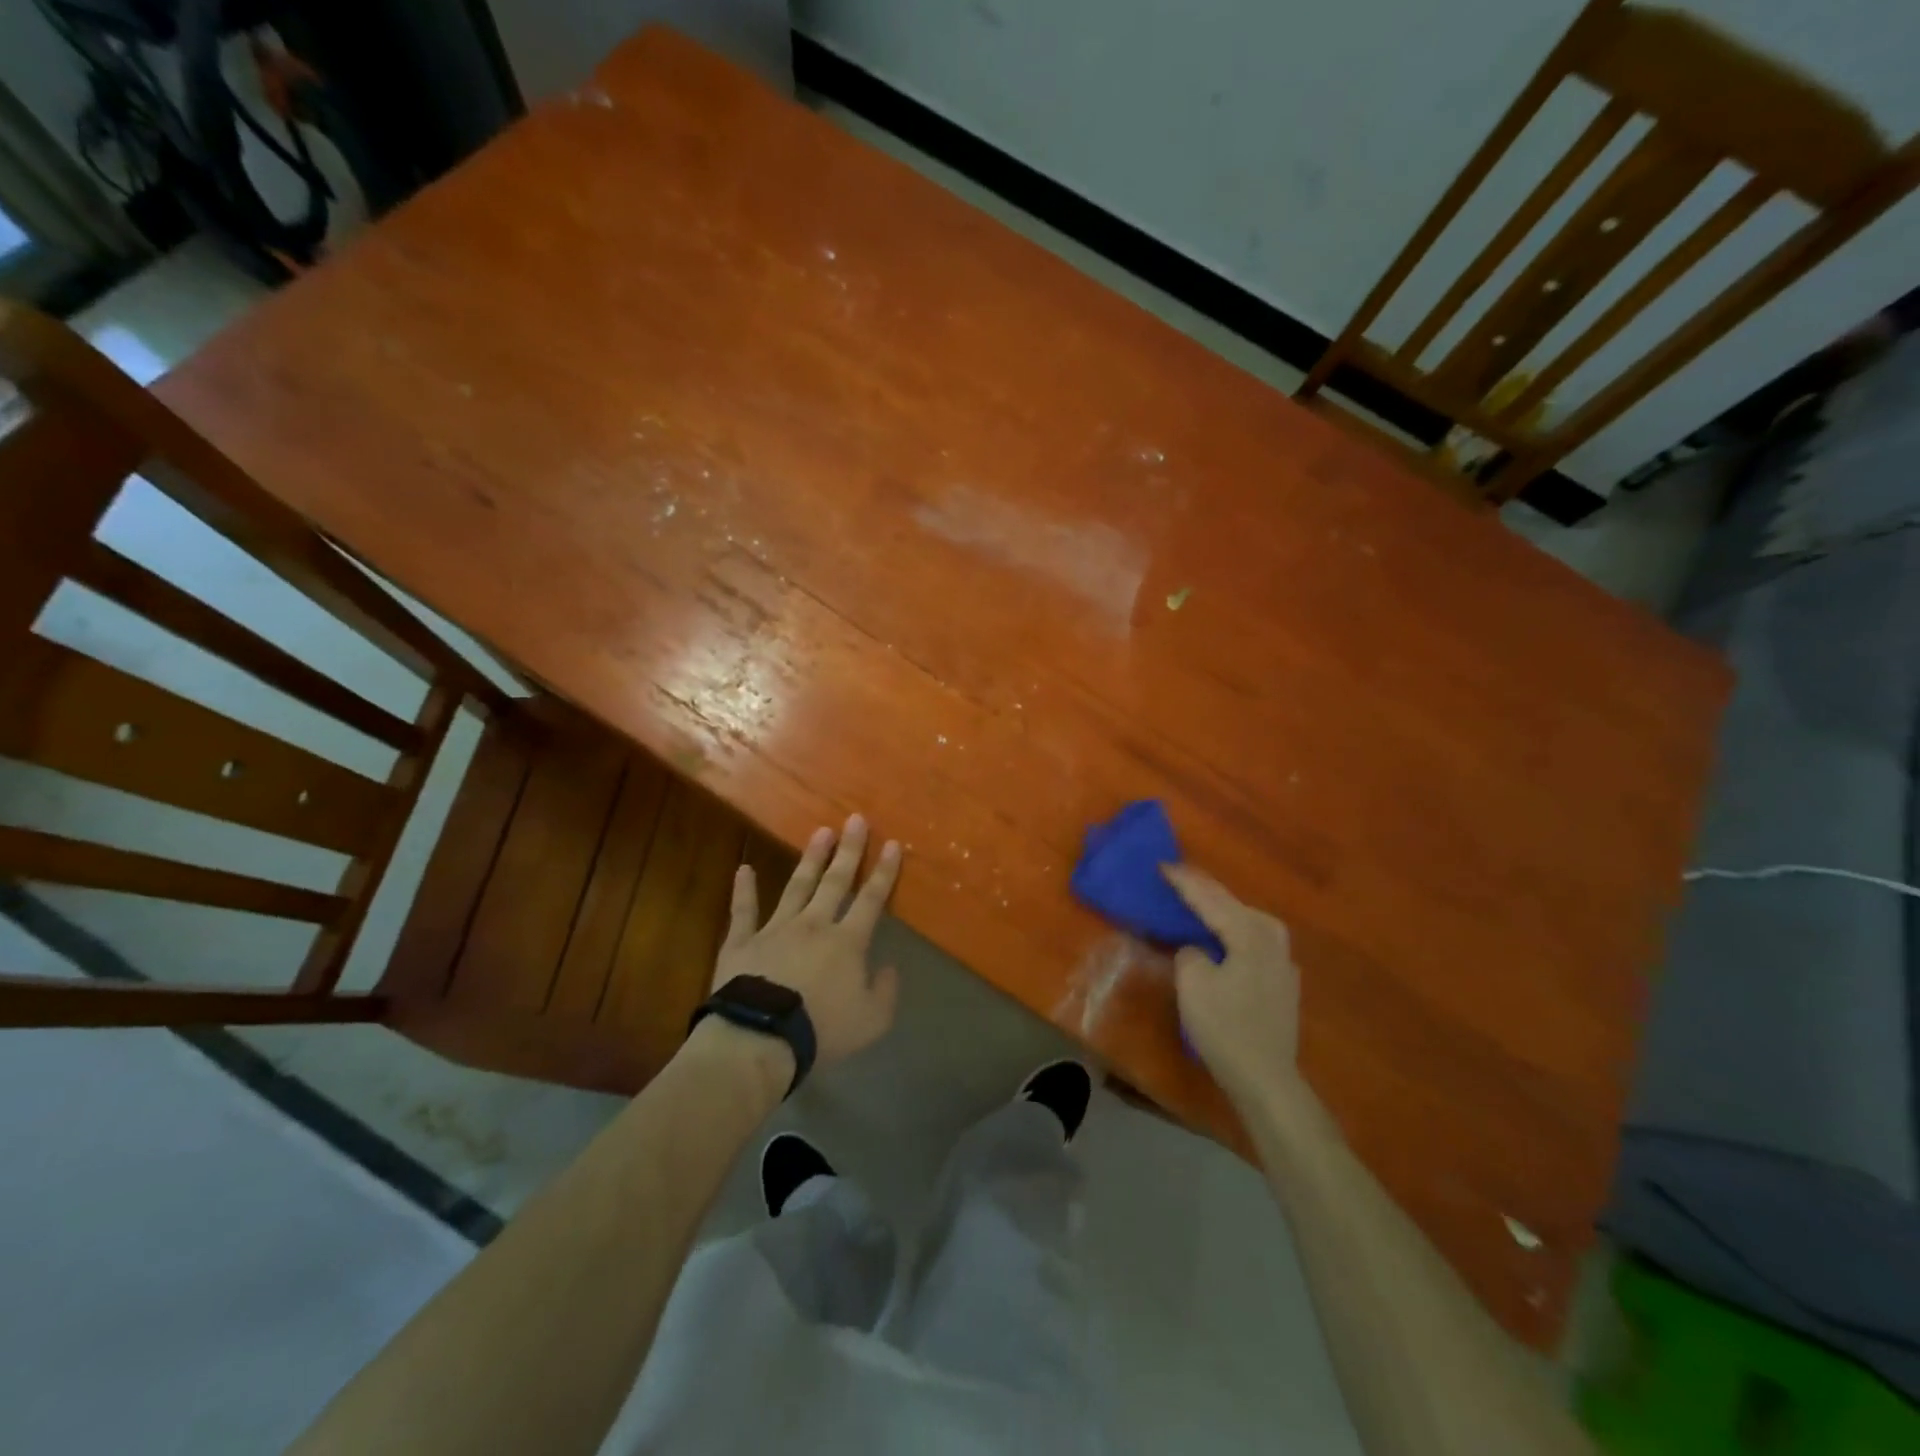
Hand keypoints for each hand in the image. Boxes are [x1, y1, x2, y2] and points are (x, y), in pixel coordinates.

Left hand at [714, 813, 902, 1067]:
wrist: (760, 1038)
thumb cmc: (820, 1030)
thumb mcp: (871, 1021)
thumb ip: (885, 992)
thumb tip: (888, 967)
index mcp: (847, 942)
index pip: (871, 899)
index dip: (884, 871)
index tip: (892, 843)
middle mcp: (814, 925)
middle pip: (835, 881)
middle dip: (848, 850)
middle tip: (855, 819)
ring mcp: (775, 929)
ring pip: (797, 886)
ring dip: (810, 859)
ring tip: (820, 832)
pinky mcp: (743, 941)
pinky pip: (744, 911)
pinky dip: (743, 890)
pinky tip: (743, 868)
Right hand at [1163, 865, 1302, 1104]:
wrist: (1266, 1079)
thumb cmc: (1225, 1028)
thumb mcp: (1193, 984)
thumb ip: (1189, 952)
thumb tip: (1195, 949)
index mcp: (1251, 933)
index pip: (1210, 898)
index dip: (1183, 881)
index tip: (1162, 864)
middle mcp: (1272, 938)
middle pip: (1231, 904)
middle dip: (1203, 890)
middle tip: (1175, 877)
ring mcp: (1282, 960)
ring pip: (1244, 920)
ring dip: (1219, 909)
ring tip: (1194, 900)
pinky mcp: (1281, 980)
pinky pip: (1250, 940)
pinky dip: (1231, 931)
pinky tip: (1219, 935)